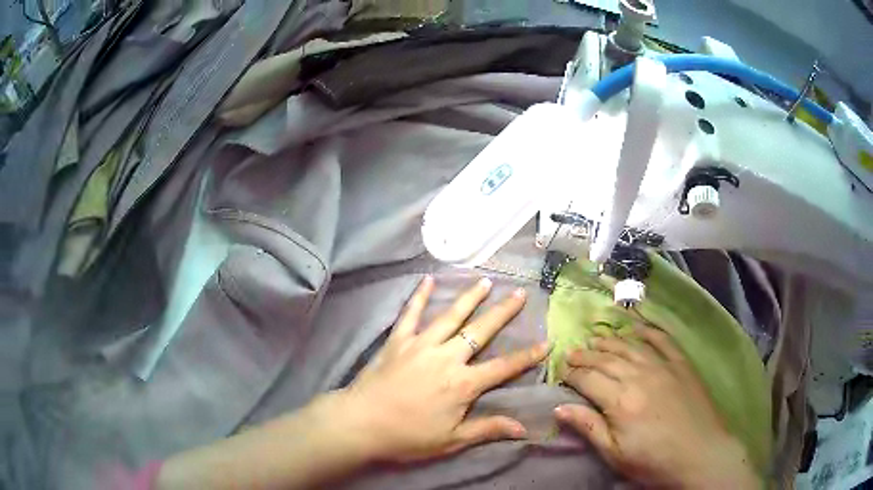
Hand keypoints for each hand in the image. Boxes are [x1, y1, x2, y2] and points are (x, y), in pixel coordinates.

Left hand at [322, 275, 548, 463]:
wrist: (361, 423)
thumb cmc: (408, 436)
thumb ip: (488, 429)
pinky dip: (419, 296)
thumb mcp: (452, 440)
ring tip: (486, 281)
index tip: (546, 342)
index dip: (527, 356)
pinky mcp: (398, 340)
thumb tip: (523, 428)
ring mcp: (421, 345)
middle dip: (504, 312)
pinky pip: (410, 314)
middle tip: (520, 294)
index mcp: (463, 384)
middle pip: (481, 331)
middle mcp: (446, 358)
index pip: (504, 367)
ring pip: (451, 316)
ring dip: (470, 297)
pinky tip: (427, 279)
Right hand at [554, 325, 759, 487]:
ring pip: (629, 346)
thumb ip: (589, 428)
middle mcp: (639, 376)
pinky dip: (647, 330)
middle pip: (606, 359)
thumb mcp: (615, 454)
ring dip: (609, 341)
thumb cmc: (654, 461)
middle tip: (571, 353)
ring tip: (594, 339)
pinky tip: (635, 327)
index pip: (588, 379)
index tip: (560, 372)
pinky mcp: (681, 363)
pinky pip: (661, 340)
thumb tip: (559, 407)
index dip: (571, 374)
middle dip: (585, 355)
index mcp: (620, 401)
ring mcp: (663, 366)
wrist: (700, 454)